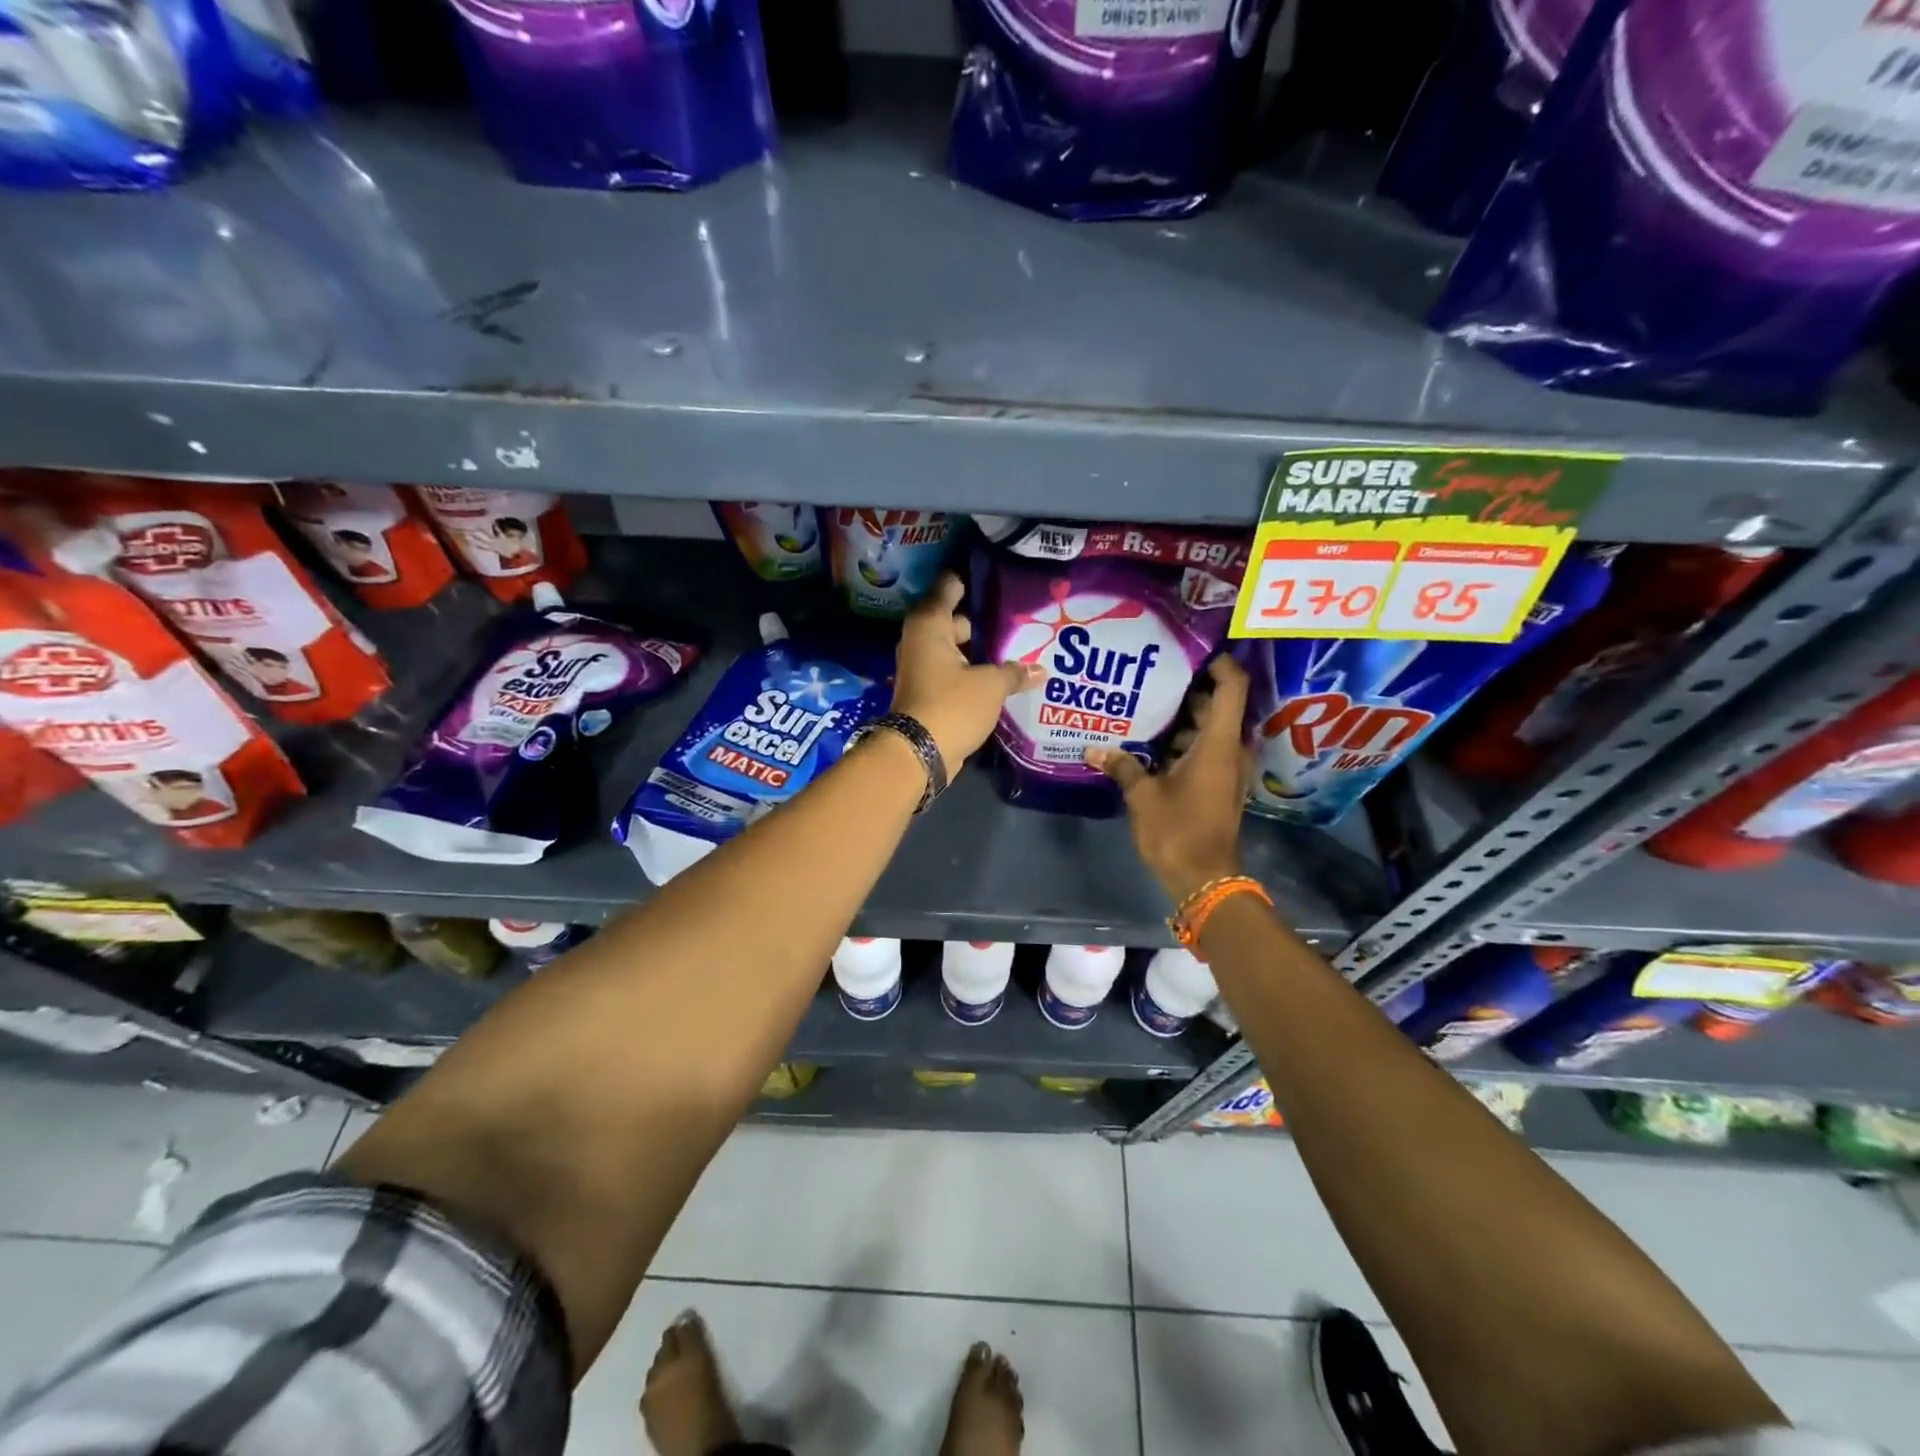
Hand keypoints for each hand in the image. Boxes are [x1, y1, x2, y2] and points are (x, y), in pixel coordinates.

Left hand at [891, 573, 1043, 775]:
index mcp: (930, 623)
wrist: (917, 753)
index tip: (1000, 577)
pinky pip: (953, 671)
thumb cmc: (952, 705)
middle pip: (955, 618)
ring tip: (1017, 648)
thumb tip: (1039, 670)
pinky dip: (971, 672)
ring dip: (979, 650)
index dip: (973, 579)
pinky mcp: (926, 690)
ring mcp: (921, 666)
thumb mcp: (990, 686)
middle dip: (984, 621)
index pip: (950, 585)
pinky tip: (1000, 676)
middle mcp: (920, 639)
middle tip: (1020, 619)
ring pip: (955, 648)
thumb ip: (1014, 672)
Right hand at [1088, 655, 1252, 904]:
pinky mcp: (1220, 786)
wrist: (1204, 880)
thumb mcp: (1143, 796)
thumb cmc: (1177, 831)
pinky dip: (1183, 743)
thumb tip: (1093, 749)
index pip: (1231, 687)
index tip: (1191, 651)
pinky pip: (1205, 751)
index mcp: (1219, 744)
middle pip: (1216, 707)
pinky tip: (1149, 745)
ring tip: (1144, 708)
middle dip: (1187, 691)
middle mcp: (1231, 750)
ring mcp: (1228, 770)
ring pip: (1209, 731)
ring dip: (1182, 720)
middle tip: (1151, 677)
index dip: (1218, 664)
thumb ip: (1122, 766)